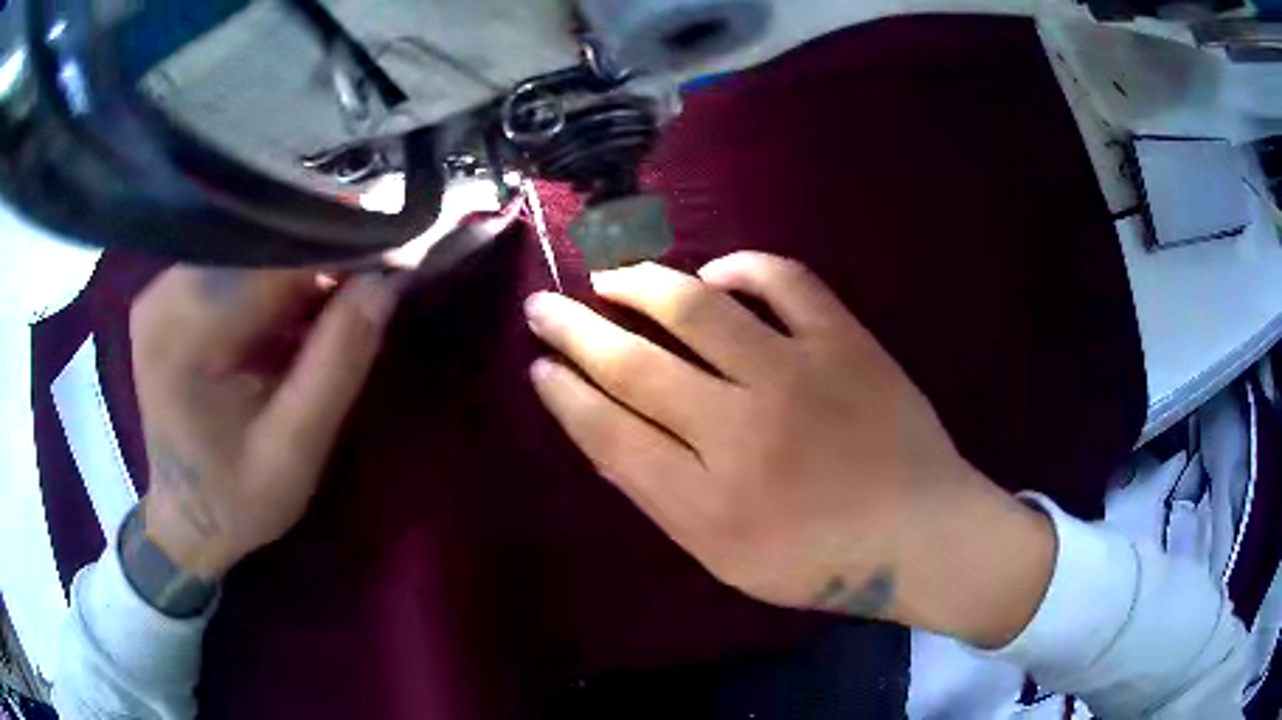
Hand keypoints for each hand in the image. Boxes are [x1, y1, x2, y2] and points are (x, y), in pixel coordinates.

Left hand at [130, 269, 399, 578]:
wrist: (188, 521)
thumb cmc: (238, 499)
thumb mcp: (296, 449)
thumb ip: (338, 363)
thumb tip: (387, 280)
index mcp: (184, 337)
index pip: (271, 265)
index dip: (336, 255)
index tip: (391, 262)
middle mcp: (162, 298)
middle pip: (258, 249)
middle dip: (317, 262)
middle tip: (368, 286)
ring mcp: (159, 293)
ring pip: (248, 252)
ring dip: (296, 271)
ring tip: (334, 302)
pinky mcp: (166, 298)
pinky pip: (231, 267)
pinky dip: (269, 283)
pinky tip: (293, 312)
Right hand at [525, 252, 1055, 647]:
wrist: (921, 536)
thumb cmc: (819, 562)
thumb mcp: (724, 557)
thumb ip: (662, 495)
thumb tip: (605, 426)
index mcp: (706, 503)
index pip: (609, 431)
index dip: (564, 393)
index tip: (538, 365)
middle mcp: (741, 432)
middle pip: (634, 365)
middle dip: (573, 330)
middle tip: (543, 306)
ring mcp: (797, 376)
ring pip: (694, 308)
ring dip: (638, 284)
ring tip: (610, 276)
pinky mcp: (845, 343)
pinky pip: (783, 279)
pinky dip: (740, 267)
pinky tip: (715, 274)